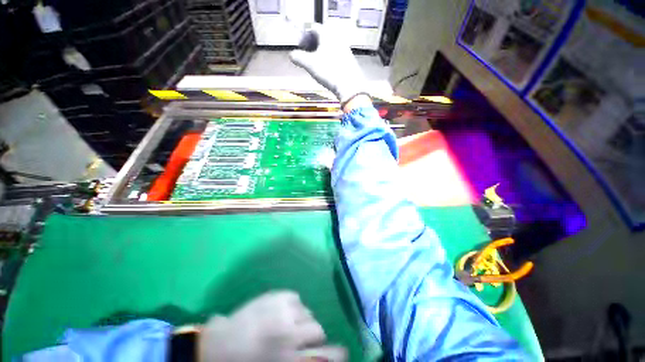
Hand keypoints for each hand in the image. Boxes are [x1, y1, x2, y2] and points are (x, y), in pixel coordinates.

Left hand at [198, 291, 346, 361]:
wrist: (219, 347)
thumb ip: (298, 360)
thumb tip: (312, 355)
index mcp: (290, 357)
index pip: (325, 355)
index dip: (337, 354)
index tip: (343, 352)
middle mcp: (291, 333)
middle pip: (318, 329)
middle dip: (313, 335)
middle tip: (300, 338)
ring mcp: (284, 312)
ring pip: (307, 312)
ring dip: (301, 319)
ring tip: (287, 323)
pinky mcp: (277, 296)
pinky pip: (296, 298)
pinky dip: (292, 305)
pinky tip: (281, 310)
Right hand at [290, 24, 366, 105]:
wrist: (349, 85)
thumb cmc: (328, 72)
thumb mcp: (310, 64)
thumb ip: (298, 57)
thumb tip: (291, 55)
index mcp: (327, 35)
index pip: (313, 28)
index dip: (304, 36)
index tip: (300, 47)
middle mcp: (337, 38)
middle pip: (322, 36)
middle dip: (312, 44)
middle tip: (307, 55)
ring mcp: (345, 48)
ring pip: (329, 46)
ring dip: (320, 52)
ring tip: (316, 64)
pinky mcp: (349, 59)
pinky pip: (336, 54)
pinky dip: (329, 58)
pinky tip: (327, 69)